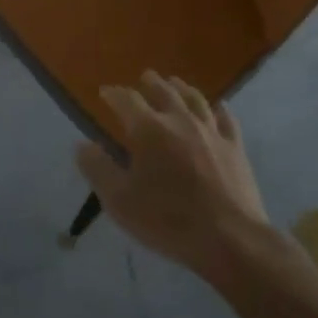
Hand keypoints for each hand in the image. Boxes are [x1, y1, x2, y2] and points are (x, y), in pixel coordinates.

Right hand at [76, 72, 272, 275]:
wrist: (230, 239)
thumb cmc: (168, 220)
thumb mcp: (119, 201)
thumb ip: (97, 169)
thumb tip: (82, 144)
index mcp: (148, 130)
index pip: (126, 100)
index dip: (114, 94)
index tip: (105, 93)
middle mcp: (180, 120)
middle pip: (163, 91)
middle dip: (150, 83)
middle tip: (143, 78)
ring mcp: (211, 132)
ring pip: (195, 99)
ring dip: (181, 87)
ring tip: (174, 83)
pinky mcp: (235, 147)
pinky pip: (226, 119)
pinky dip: (218, 109)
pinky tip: (217, 107)